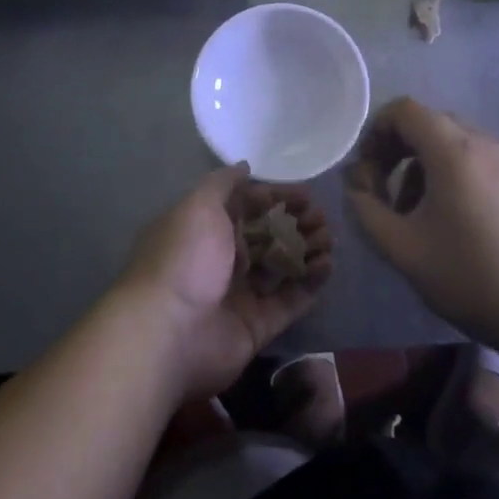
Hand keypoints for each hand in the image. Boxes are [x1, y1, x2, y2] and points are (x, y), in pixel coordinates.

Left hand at [119, 164, 332, 401]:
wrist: (169, 332)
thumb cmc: (184, 259)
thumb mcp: (199, 206)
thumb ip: (223, 184)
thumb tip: (244, 166)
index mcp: (204, 230)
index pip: (246, 207)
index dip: (275, 198)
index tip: (305, 195)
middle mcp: (221, 260)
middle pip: (266, 236)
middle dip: (296, 223)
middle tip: (321, 218)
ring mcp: (240, 294)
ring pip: (281, 266)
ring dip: (307, 249)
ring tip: (329, 238)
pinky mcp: (258, 325)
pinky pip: (290, 300)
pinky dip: (310, 282)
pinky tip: (327, 264)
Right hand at [346, 97, 498, 346]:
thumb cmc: (473, 277)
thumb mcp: (405, 250)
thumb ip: (369, 212)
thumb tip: (357, 188)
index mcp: (453, 151)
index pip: (405, 110)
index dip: (376, 131)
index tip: (368, 171)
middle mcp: (485, 143)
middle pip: (431, 124)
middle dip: (399, 151)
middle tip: (387, 194)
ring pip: (457, 144)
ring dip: (427, 166)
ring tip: (420, 215)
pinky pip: (482, 162)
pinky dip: (457, 176)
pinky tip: (458, 223)